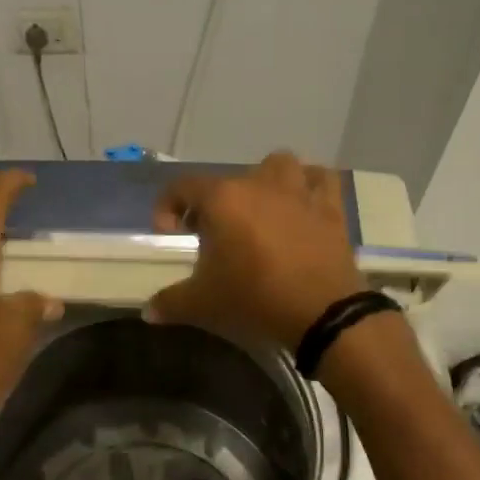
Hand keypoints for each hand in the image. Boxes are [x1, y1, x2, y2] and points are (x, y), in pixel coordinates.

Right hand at [145, 151, 367, 347]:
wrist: (321, 313)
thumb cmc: (253, 299)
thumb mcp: (201, 304)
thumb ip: (170, 302)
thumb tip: (149, 311)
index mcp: (222, 199)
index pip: (182, 187)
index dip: (167, 207)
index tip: (169, 233)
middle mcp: (259, 183)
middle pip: (228, 180)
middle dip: (214, 203)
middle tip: (212, 235)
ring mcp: (298, 191)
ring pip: (278, 166)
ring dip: (264, 182)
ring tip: (258, 210)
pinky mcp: (330, 208)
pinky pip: (320, 180)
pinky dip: (309, 185)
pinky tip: (302, 205)